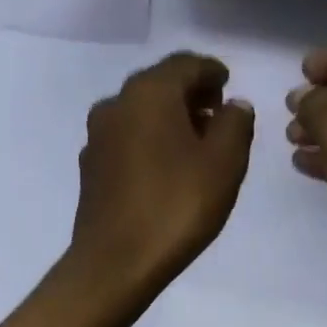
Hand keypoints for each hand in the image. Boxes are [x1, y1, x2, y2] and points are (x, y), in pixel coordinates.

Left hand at [68, 52, 254, 301]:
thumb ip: (235, 124)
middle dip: (190, 94)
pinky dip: (149, 140)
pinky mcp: (90, 167)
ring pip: (140, 112)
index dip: (212, 72)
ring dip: (168, 118)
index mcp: (149, 92)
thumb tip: (233, 106)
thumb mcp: (225, 163)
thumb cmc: (176, 206)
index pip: (186, 64)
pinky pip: (127, 139)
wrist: (115, 262)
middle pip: (159, 85)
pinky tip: (165, 167)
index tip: (228, 85)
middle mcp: (116, 104)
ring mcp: (97, 137)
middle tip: (217, 114)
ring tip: (196, 143)